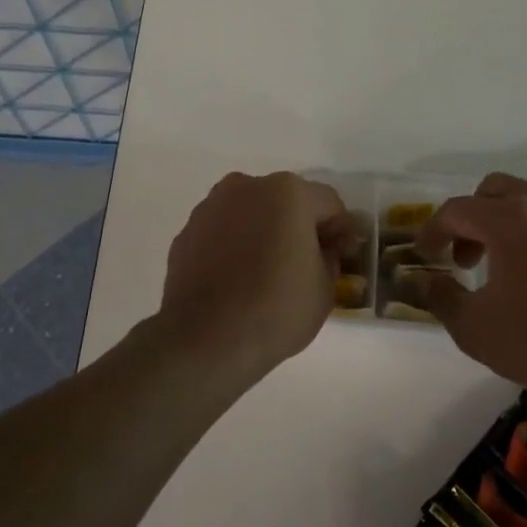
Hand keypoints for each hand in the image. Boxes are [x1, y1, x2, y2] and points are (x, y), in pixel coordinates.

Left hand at [156, 172, 355, 375]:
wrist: (205, 339)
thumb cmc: (276, 309)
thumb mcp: (325, 287)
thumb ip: (330, 256)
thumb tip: (322, 249)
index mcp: (287, 192)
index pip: (328, 204)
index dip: (340, 231)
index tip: (340, 258)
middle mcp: (246, 187)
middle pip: (286, 202)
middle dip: (298, 227)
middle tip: (304, 264)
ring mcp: (211, 207)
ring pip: (250, 214)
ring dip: (263, 233)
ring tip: (266, 274)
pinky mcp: (186, 232)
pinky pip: (223, 232)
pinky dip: (233, 246)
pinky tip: (236, 280)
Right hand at [412, 173, 526, 401]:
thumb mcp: (474, 328)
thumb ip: (440, 297)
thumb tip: (423, 281)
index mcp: (510, 219)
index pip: (457, 210)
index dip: (433, 231)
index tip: (425, 256)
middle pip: (496, 191)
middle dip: (472, 218)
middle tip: (465, 258)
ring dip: (510, 226)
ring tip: (508, 269)